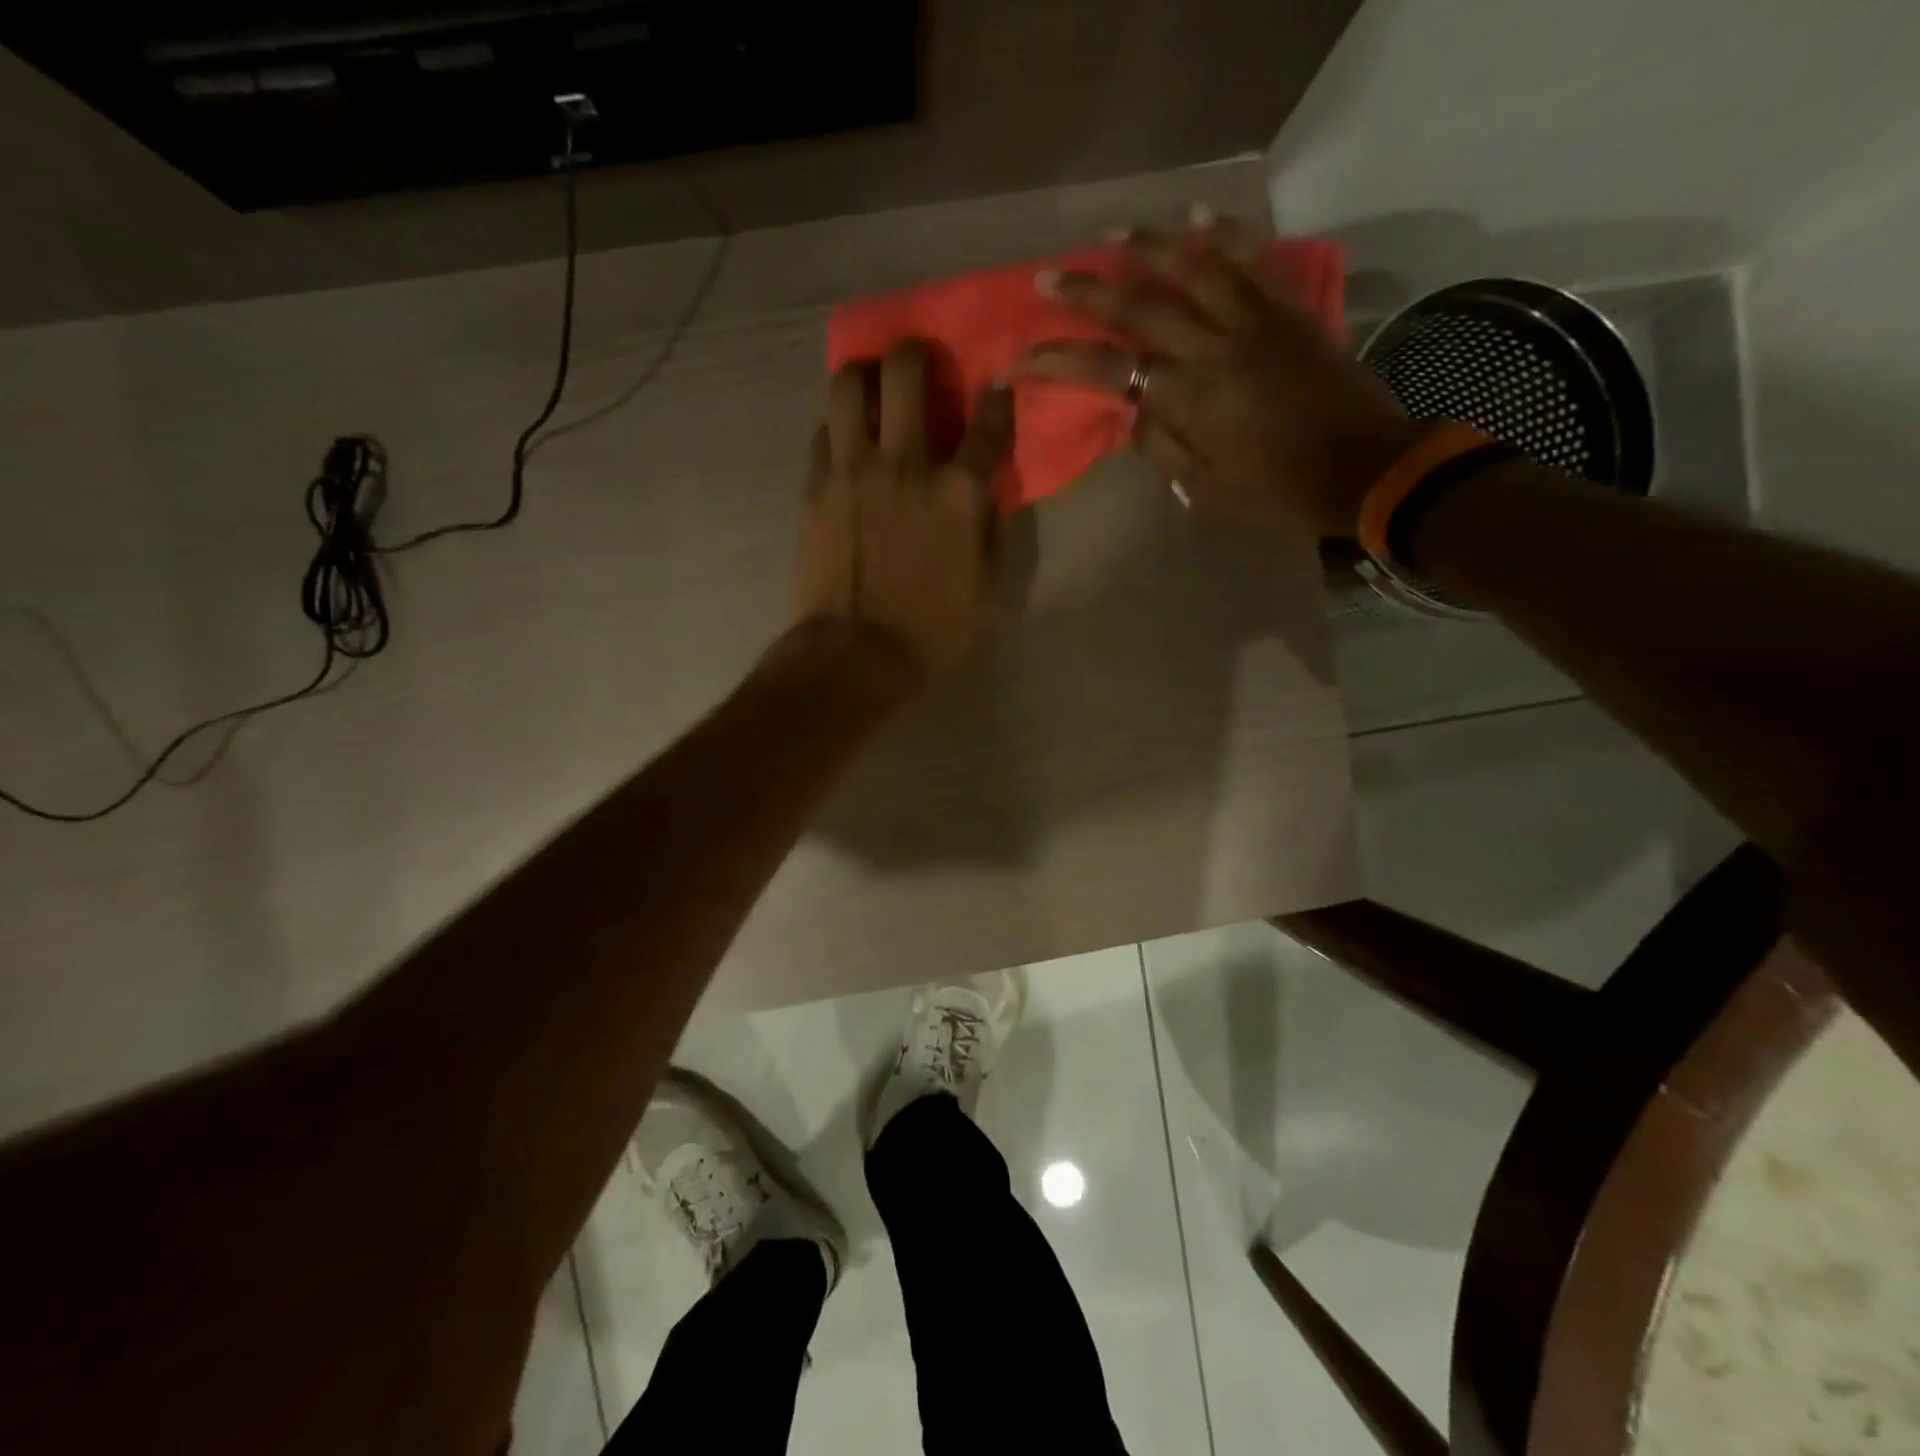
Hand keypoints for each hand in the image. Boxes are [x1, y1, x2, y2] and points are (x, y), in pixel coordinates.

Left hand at [792, 342, 1012, 678]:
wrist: (855, 656)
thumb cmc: (931, 633)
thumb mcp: (985, 589)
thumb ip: (987, 530)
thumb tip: (984, 494)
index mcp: (959, 493)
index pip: (988, 425)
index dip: (998, 400)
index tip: (997, 388)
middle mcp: (906, 464)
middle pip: (907, 371)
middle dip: (917, 353)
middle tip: (918, 365)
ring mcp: (853, 470)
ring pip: (848, 384)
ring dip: (863, 375)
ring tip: (870, 388)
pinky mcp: (815, 486)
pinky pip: (822, 431)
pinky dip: (836, 425)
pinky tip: (843, 439)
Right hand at [1022, 213, 1417, 539]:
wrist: (1363, 469)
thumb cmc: (1278, 494)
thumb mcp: (1207, 490)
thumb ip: (1163, 447)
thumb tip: (1128, 412)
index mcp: (1190, 398)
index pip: (1108, 370)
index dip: (1058, 361)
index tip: (1019, 358)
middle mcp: (1215, 347)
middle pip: (1140, 307)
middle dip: (1088, 292)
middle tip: (1049, 277)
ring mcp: (1256, 320)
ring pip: (1193, 267)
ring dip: (1147, 246)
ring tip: (1111, 235)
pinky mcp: (1290, 310)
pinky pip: (1254, 260)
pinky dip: (1225, 233)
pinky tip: (1197, 214)